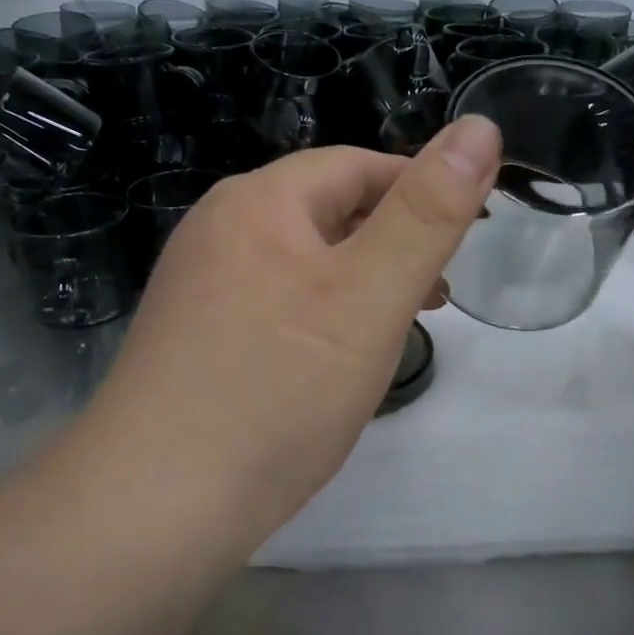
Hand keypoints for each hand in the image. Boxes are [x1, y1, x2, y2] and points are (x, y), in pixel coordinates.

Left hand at [89, 118, 500, 539]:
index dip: (420, 190)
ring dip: (357, 281)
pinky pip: (272, 303)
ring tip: (398, 328)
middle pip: (325, 211)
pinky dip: (318, 315)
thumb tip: (480, 127)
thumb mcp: (370, 296)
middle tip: (438, 294)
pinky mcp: (193, 337)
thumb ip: (428, 213)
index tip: (467, 234)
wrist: (153, 507)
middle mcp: (218, 230)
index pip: (357, 166)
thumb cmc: (278, 391)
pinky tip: (333, 361)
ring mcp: (198, 285)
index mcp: (258, 202)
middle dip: (391, 241)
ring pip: (301, 262)